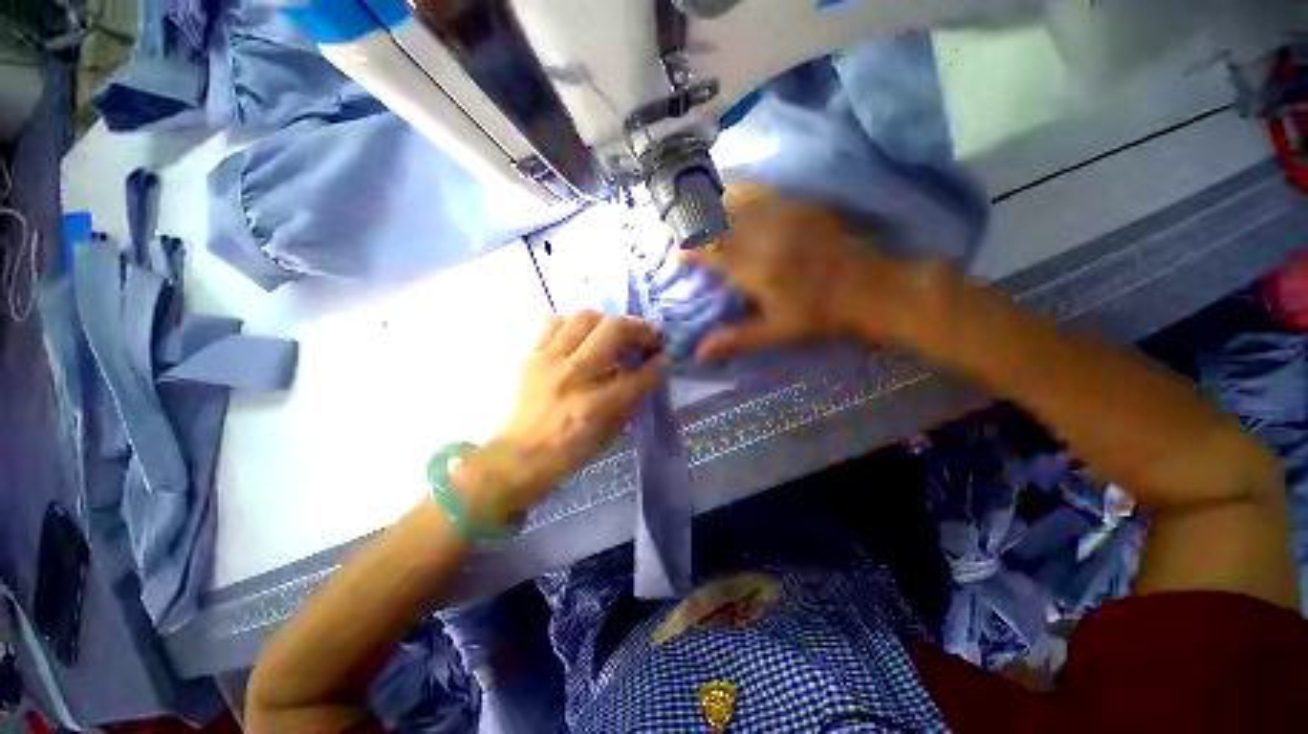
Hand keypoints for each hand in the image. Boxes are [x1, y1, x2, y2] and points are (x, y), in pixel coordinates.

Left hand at [453, 311, 667, 523]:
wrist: (518, 456)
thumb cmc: (569, 452)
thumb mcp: (610, 435)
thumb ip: (630, 400)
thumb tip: (646, 372)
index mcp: (594, 405)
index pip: (637, 375)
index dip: (657, 364)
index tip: (664, 356)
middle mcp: (572, 376)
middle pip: (612, 330)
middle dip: (638, 328)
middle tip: (647, 335)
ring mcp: (548, 361)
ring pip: (584, 317)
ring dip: (607, 321)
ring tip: (614, 333)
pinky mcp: (531, 356)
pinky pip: (554, 322)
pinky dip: (574, 324)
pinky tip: (582, 336)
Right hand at [683, 188, 913, 362]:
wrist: (869, 287)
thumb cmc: (819, 314)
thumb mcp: (777, 332)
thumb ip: (736, 339)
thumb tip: (699, 353)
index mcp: (757, 267)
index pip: (710, 249)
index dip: (689, 249)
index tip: (677, 254)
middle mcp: (766, 234)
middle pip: (718, 215)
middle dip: (694, 219)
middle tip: (681, 226)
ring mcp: (784, 213)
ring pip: (736, 196)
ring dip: (713, 201)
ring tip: (699, 208)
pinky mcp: (800, 203)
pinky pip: (761, 189)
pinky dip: (739, 190)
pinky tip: (732, 194)